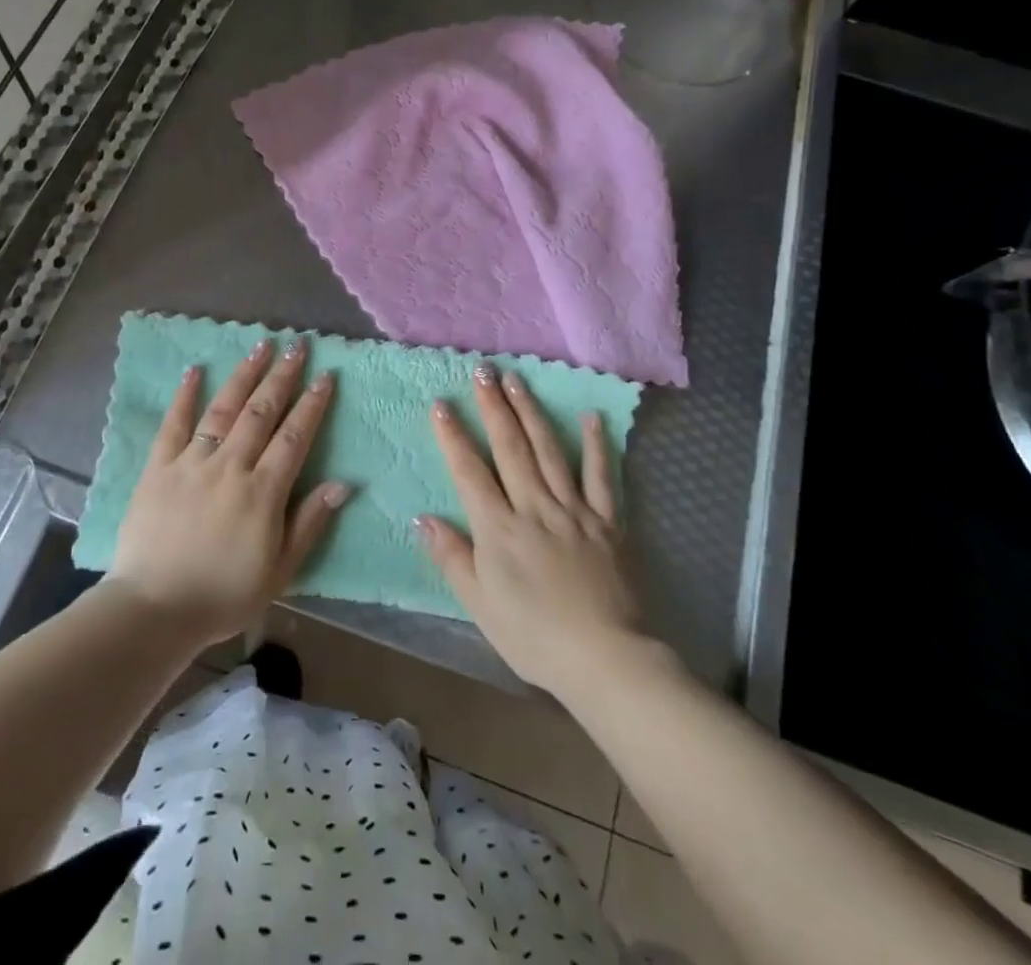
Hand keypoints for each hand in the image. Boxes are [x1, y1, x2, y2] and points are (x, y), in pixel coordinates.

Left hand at [107, 337, 350, 645]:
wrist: (155, 609)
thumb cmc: (224, 595)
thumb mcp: (280, 570)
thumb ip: (310, 523)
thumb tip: (342, 483)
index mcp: (262, 491)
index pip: (294, 436)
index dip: (312, 404)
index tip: (325, 376)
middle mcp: (230, 466)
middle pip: (261, 412)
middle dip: (282, 376)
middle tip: (297, 346)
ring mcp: (191, 462)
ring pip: (223, 409)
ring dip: (244, 375)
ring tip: (260, 345)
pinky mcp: (158, 467)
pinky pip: (173, 424)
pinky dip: (185, 396)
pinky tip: (195, 370)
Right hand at [416, 363, 648, 695]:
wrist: (605, 658)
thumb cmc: (533, 636)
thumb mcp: (480, 604)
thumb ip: (452, 557)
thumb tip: (422, 518)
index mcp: (499, 529)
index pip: (470, 472)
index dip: (452, 436)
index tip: (441, 403)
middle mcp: (534, 507)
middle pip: (510, 448)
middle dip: (493, 407)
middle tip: (482, 371)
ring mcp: (574, 509)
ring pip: (549, 450)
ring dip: (531, 412)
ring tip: (517, 380)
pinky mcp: (608, 521)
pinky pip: (602, 476)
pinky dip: (598, 445)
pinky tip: (592, 417)